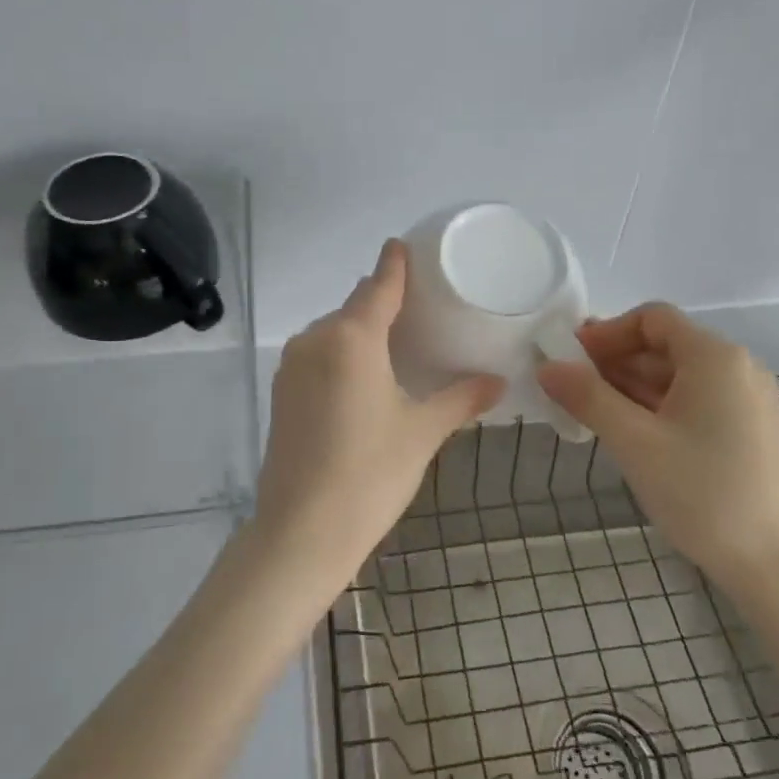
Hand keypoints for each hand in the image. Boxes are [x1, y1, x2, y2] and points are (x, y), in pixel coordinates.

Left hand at [247, 241, 504, 608]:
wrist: (301, 532)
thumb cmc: (369, 474)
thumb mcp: (422, 432)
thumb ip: (460, 399)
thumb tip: (497, 382)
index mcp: (351, 338)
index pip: (378, 285)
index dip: (394, 264)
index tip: (404, 246)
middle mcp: (315, 340)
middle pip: (354, 307)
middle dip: (382, 301)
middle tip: (420, 308)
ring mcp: (292, 367)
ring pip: (333, 332)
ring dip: (360, 330)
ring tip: (396, 344)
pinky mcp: (281, 393)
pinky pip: (318, 356)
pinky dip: (342, 355)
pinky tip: (363, 377)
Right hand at [537, 303, 778, 603]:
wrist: (773, 564)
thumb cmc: (701, 493)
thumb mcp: (634, 442)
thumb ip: (587, 397)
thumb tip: (547, 366)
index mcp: (715, 357)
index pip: (651, 319)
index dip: (606, 333)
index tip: (570, 361)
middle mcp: (736, 367)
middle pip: (663, 346)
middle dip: (613, 362)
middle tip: (570, 390)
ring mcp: (745, 400)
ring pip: (675, 376)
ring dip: (629, 387)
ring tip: (589, 413)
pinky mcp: (746, 429)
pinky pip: (691, 401)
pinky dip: (655, 407)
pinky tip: (627, 432)